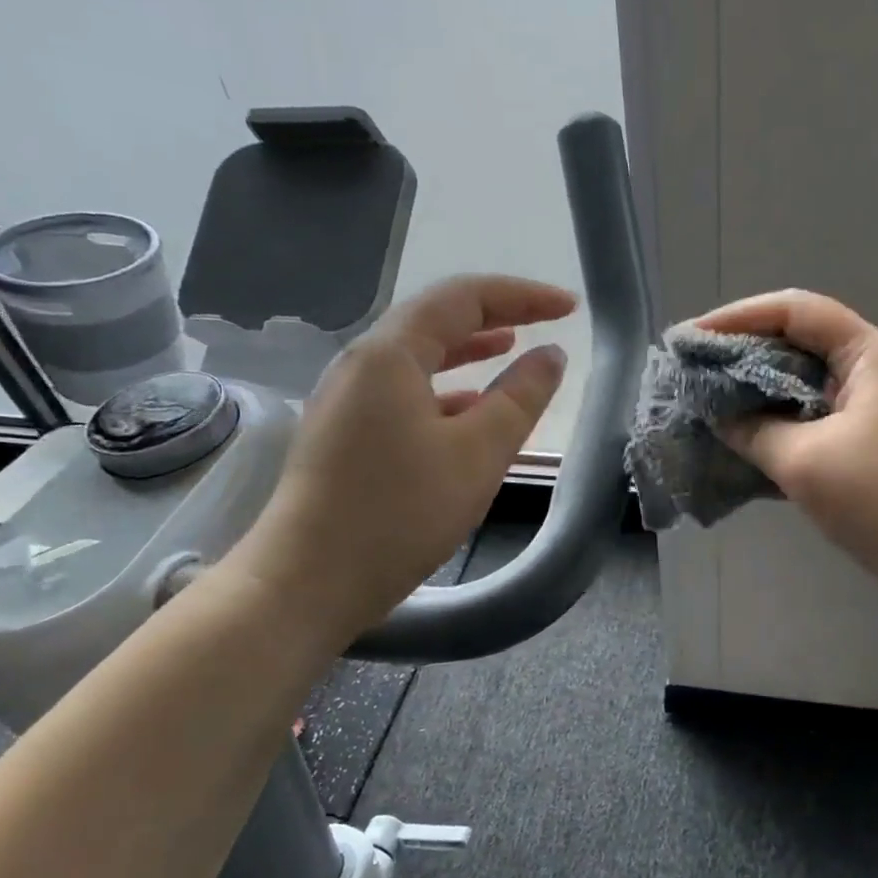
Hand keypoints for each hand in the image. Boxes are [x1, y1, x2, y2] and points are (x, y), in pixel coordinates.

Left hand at [230, 275, 573, 642]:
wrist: (308, 582)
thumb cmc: (399, 513)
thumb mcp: (478, 454)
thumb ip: (521, 398)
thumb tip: (550, 355)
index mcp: (390, 355)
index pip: (463, 298)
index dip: (522, 295)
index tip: (569, 308)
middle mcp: (361, 365)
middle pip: (435, 321)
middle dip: (495, 316)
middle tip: (545, 323)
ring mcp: (346, 400)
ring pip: (417, 359)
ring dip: (467, 351)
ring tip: (510, 350)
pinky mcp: (343, 435)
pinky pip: (402, 394)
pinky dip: (444, 391)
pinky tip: (467, 411)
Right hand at [698, 289, 877, 624]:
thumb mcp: (805, 462)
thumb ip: (754, 431)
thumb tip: (720, 415)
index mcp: (869, 355)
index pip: (796, 310)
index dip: (738, 316)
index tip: (691, 340)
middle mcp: (875, 372)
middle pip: (799, 344)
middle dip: (743, 356)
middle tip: (694, 374)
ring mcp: (876, 411)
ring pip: (805, 387)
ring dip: (759, 395)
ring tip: (711, 407)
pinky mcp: (872, 447)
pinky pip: (816, 422)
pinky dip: (780, 426)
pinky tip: (746, 444)